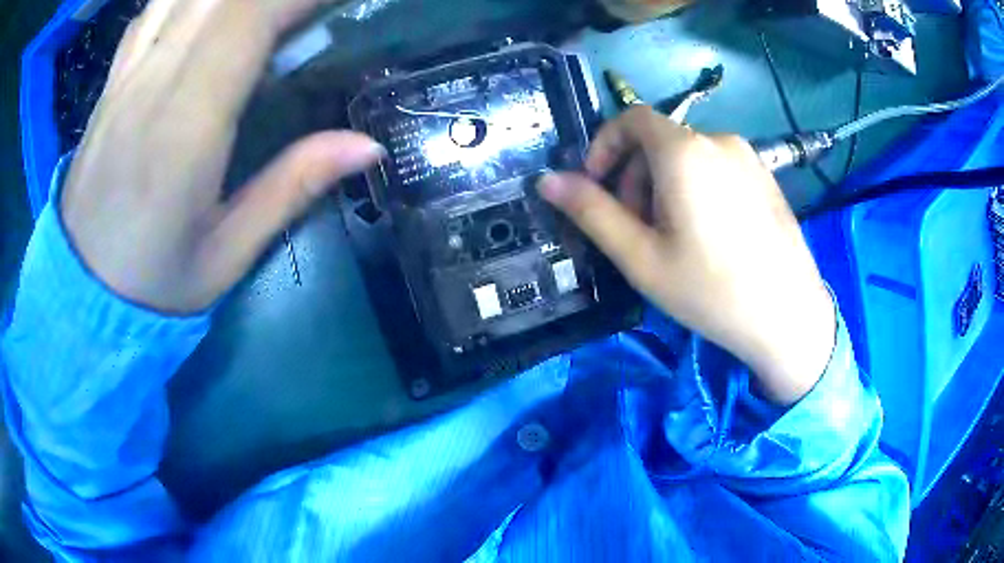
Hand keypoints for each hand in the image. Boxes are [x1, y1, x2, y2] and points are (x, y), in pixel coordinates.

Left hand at [61, 0, 383, 313]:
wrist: (82, 293)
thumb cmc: (154, 283)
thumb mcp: (228, 254)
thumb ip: (292, 187)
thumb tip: (368, 145)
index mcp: (184, 127)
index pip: (248, 19)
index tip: (337, 5)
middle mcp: (151, 84)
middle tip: (307, 11)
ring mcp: (126, 76)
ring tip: (265, 10)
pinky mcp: (113, 81)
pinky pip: (153, 9)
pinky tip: (210, 10)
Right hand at [539, 107, 834, 404]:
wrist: (787, 317)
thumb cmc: (710, 289)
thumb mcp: (640, 256)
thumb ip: (591, 212)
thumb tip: (547, 181)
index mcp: (684, 151)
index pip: (631, 118)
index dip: (605, 145)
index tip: (597, 185)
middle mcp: (718, 140)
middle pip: (660, 140)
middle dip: (635, 175)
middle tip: (636, 227)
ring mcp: (748, 157)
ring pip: (689, 156)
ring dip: (665, 184)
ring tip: (673, 236)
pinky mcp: (766, 177)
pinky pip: (717, 167)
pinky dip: (697, 187)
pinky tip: (709, 234)